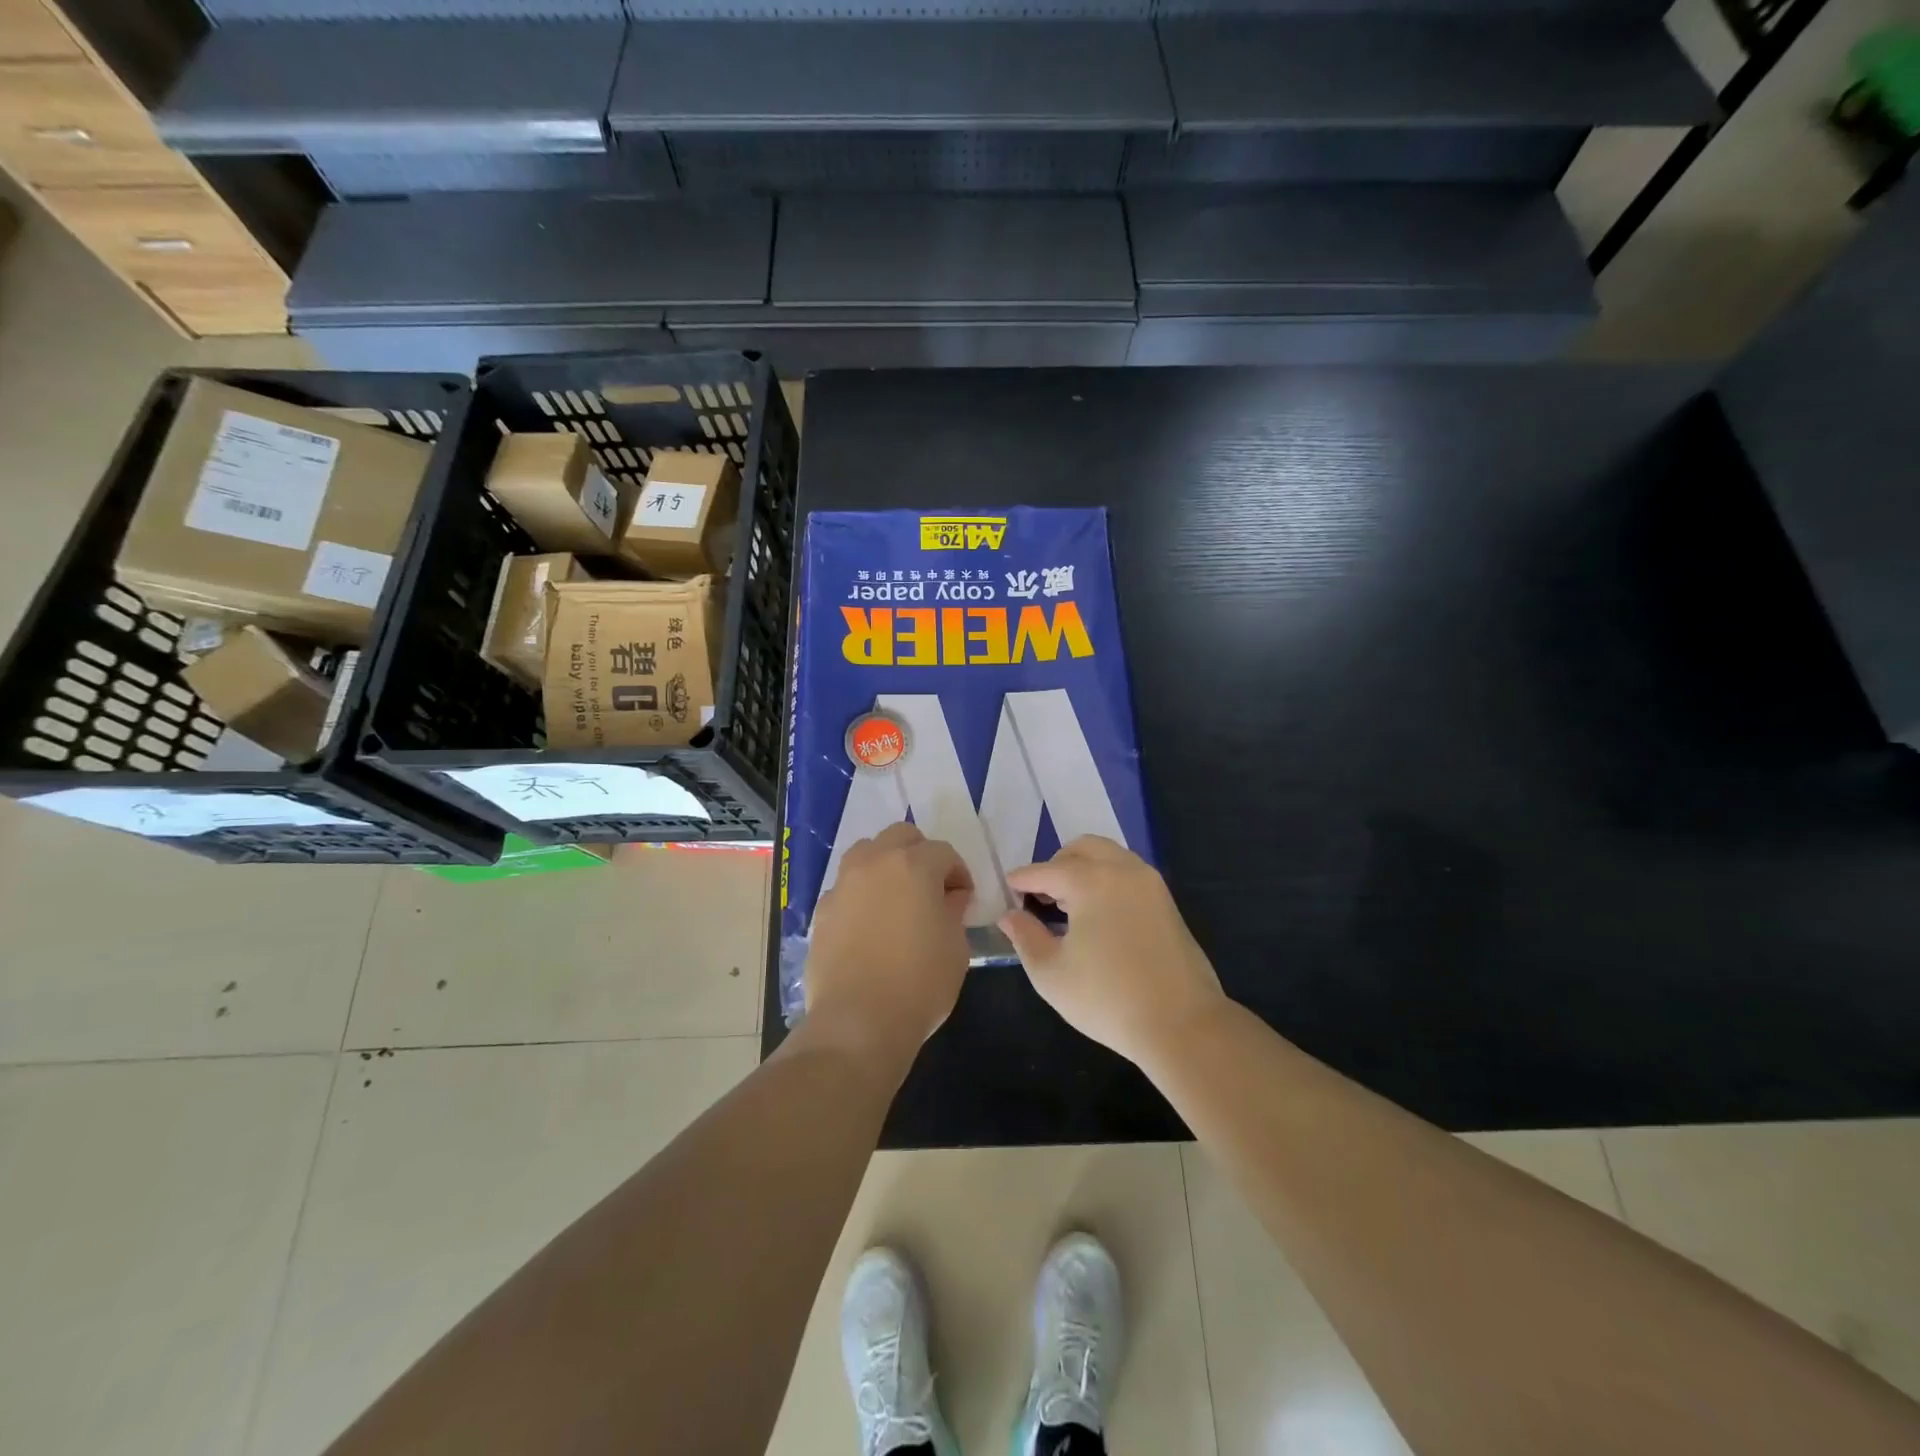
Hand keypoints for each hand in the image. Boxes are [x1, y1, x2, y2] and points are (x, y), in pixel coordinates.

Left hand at [806, 823, 972, 1064]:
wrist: (857, 1022)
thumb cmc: (919, 983)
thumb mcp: (955, 947)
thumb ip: (953, 911)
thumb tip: (948, 898)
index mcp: (913, 866)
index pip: (943, 852)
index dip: (959, 873)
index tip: (964, 899)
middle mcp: (874, 863)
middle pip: (901, 836)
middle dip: (921, 854)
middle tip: (932, 888)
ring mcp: (843, 884)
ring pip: (867, 852)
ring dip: (886, 864)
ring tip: (897, 899)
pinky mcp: (822, 909)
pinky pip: (847, 886)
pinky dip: (862, 893)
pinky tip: (870, 924)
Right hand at [998, 836, 1226, 1067]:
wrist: (1182, 1025)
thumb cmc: (1107, 999)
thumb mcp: (1051, 974)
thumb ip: (1025, 937)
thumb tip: (1010, 916)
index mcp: (1091, 881)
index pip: (1046, 870)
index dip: (1023, 879)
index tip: (1007, 887)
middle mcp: (1122, 870)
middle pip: (1082, 848)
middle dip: (1056, 865)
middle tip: (1040, 895)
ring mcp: (1150, 884)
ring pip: (1109, 856)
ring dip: (1084, 869)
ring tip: (1068, 906)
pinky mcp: (1167, 902)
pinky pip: (1128, 874)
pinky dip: (1107, 880)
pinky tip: (1097, 916)